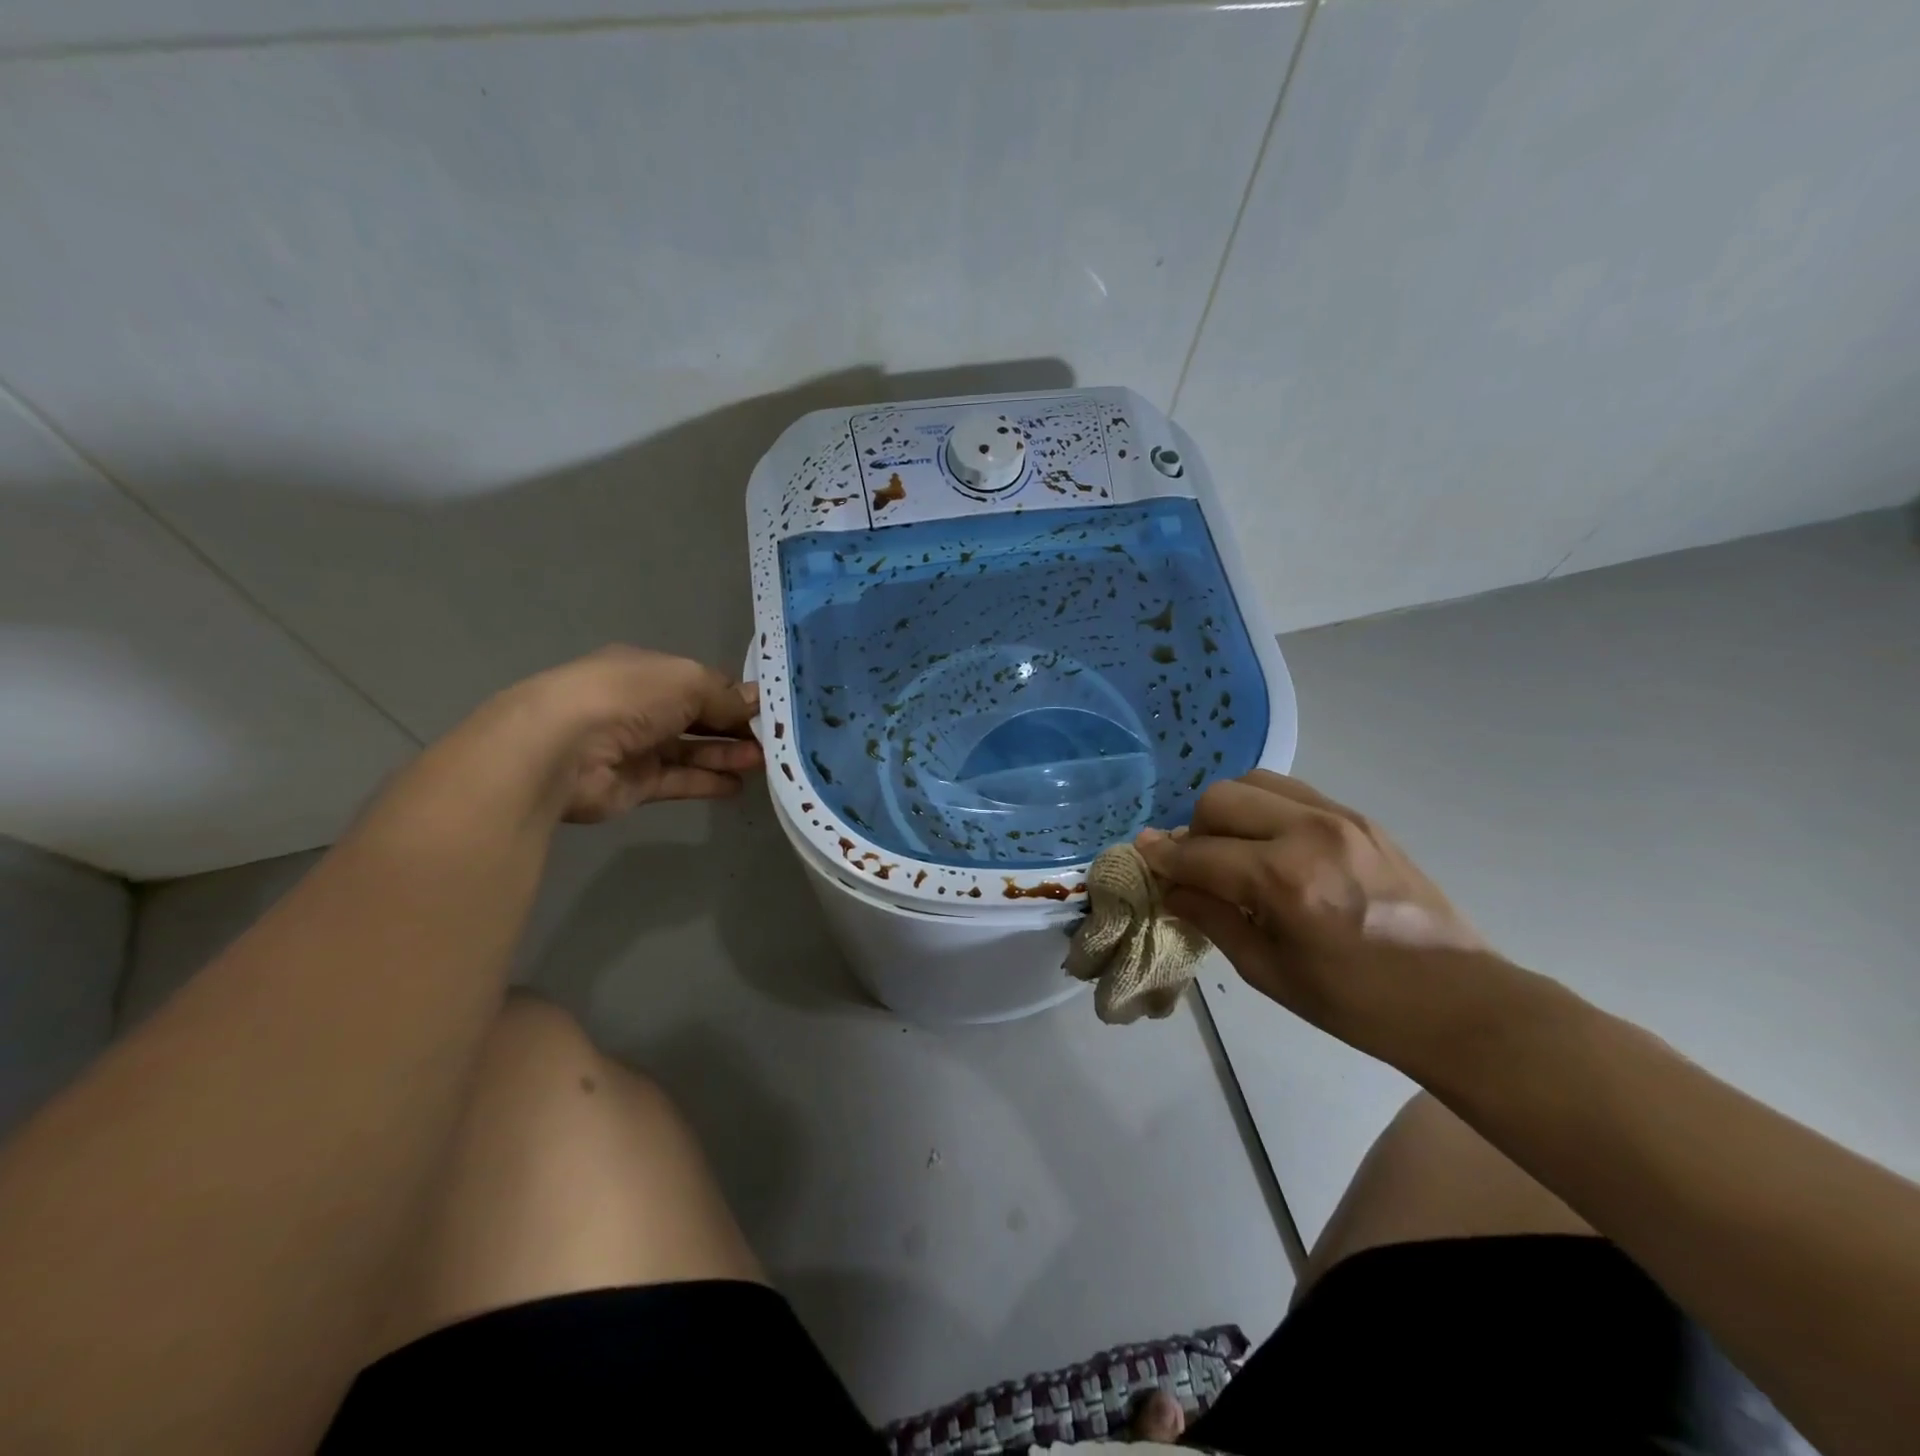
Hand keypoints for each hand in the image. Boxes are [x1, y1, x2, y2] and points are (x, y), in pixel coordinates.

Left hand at [477, 646, 762, 822]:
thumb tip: (757, 701)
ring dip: (727, 754)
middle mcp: (642, 707)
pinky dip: (708, 782)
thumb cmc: (627, 697)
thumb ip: (724, 695)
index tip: (770, 710)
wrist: (561, 749)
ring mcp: (637, 747)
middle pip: (699, 717)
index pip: (702, 683)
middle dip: (735, 727)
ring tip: (764, 763)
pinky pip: (680, 781)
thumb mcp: (687, 681)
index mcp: (649, 672)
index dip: (735, 695)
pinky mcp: (635, 784)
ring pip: (692, 750)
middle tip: (774, 740)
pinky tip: (737, 786)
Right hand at [1136, 771, 1483, 1040]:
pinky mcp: (1359, 817)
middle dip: (1193, 830)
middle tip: (1196, 866)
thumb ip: (1211, 918)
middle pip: (1219, 799)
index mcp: (1283, 880)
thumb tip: (1170, 886)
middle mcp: (1307, 832)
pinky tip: (1269, 845)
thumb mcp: (1268, 971)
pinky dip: (1263, 808)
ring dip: (1228, 811)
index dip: (1162, 859)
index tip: (1142, 860)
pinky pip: (1290, 792)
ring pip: (1253, 782)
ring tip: (1233, 850)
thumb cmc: (1355, 1003)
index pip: (1198, 854)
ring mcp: (1338, 817)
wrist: (1458, 1000)